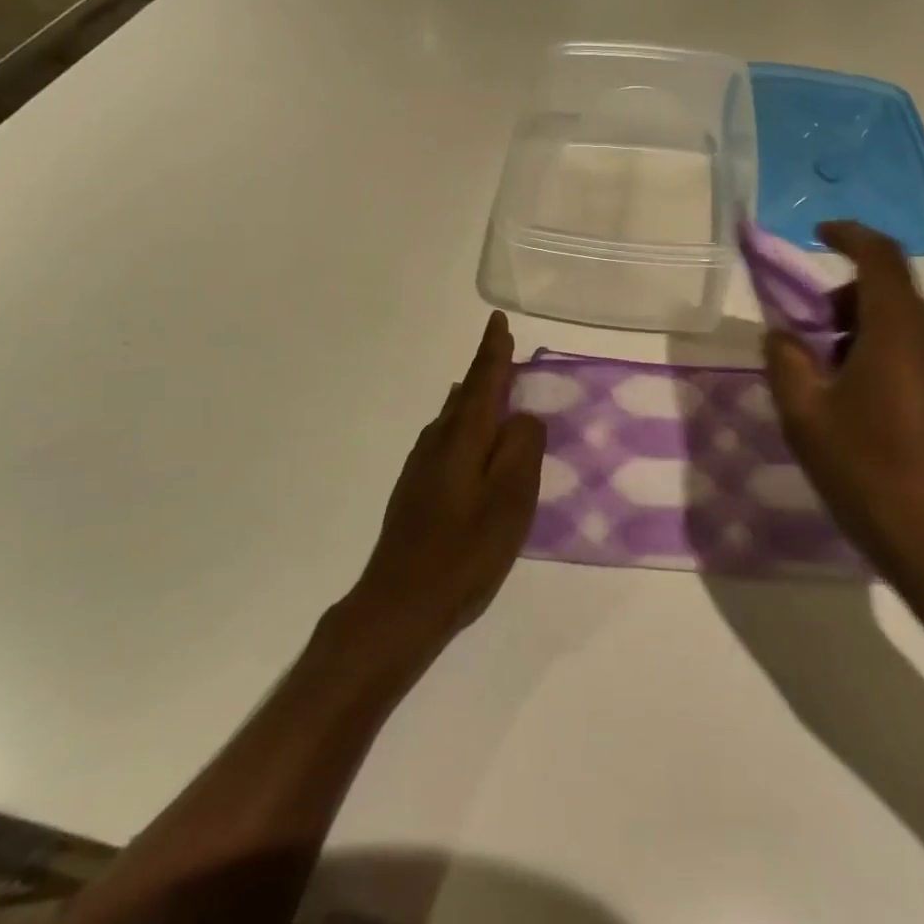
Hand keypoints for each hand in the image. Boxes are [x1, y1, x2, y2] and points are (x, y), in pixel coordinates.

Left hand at [345, 312, 546, 652]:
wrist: (400, 603)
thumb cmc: (464, 551)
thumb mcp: (510, 499)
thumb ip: (522, 448)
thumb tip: (523, 416)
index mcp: (463, 437)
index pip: (482, 381)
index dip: (493, 351)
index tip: (497, 320)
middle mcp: (437, 442)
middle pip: (466, 395)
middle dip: (486, 372)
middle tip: (505, 351)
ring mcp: (422, 466)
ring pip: (453, 418)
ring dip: (476, 400)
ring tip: (495, 391)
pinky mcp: (416, 490)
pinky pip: (446, 440)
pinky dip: (466, 428)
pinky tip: (470, 442)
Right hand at [763, 222, 923, 639]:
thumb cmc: (872, 476)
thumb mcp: (807, 419)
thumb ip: (786, 363)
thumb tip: (783, 334)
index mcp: (901, 330)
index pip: (880, 256)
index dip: (848, 235)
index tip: (819, 234)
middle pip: (889, 291)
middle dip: (842, 302)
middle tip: (807, 340)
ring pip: (906, 324)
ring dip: (863, 333)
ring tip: (831, 384)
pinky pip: (923, 351)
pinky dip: (888, 355)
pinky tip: (866, 408)